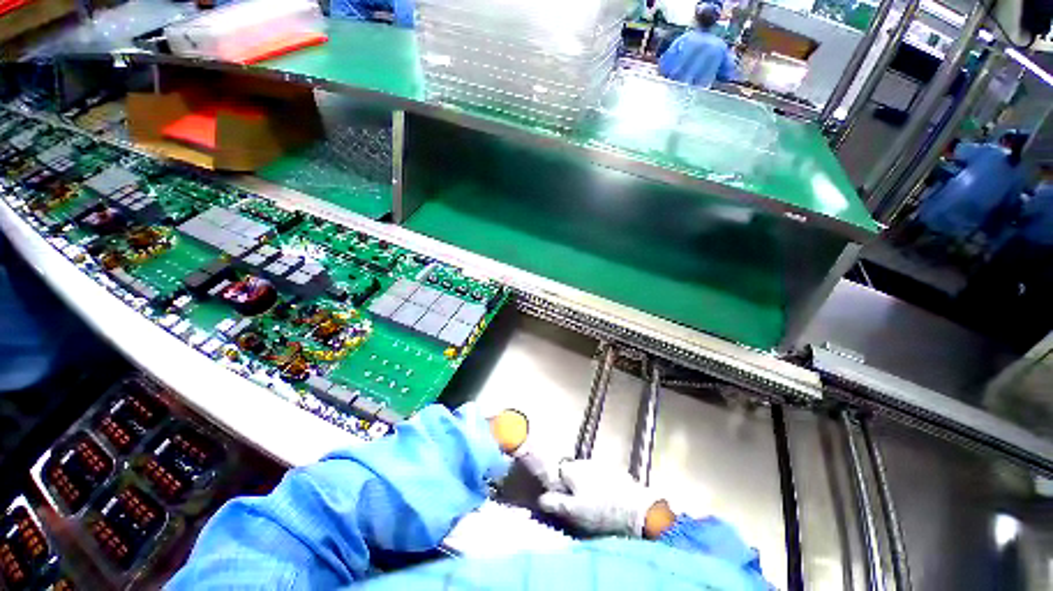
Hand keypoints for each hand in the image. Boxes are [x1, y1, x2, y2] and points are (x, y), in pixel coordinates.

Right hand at [537, 459, 672, 537]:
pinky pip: (599, 476)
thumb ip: (555, 503)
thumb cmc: (600, 511)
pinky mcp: (613, 470)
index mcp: (573, 470)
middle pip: (571, 471)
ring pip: (585, 473)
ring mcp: (600, 464)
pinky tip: (604, 499)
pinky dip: (597, 485)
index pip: (557, 471)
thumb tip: (541, 498)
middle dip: (570, 484)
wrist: (635, 508)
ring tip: (591, 503)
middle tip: (575, 504)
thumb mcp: (574, 512)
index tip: (558, 497)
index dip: (556, 484)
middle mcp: (584, 462)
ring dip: (584, 484)